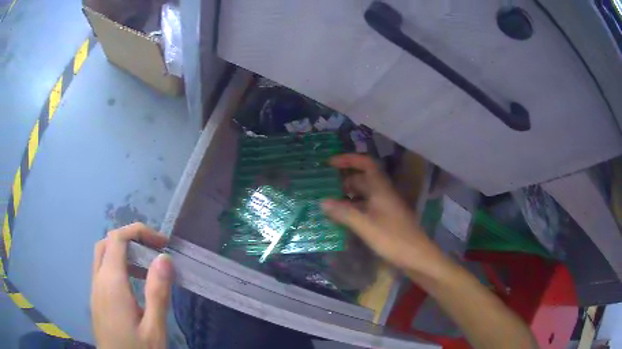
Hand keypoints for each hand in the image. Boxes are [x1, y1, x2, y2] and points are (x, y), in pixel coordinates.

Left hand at [91, 223, 172, 348]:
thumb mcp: (154, 328)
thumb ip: (157, 293)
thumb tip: (164, 258)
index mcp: (111, 283)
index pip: (118, 239)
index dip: (138, 232)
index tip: (162, 243)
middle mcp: (98, 280)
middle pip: (107, 243)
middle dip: (130, 239)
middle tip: (154, 251)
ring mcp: (95, 290)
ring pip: (103, 257)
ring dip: (124, 253)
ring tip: (147, 268)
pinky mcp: (97, 300)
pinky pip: (103, 272)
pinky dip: (118, 267)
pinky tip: (133, 286)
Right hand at [322, 154, 444, 273]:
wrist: (417, 256)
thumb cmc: (393, 239)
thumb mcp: (366, 226)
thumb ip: (344, 213)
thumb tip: (323, 202)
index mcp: (381, 189)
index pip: (366, 164)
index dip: (348, 160)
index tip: (330, 163)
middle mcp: (383, 194)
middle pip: (362, 180)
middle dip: (343, 181)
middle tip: (322, 189)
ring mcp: (385, 207)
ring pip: (363, 196)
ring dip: (347, 197)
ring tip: (327, 204)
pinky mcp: (385, 220)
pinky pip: (366, 209)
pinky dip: (353, 210)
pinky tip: (341, 219)